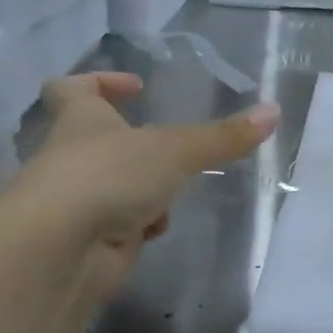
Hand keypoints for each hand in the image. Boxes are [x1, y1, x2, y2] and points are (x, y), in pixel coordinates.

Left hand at [11, 72, 279, 301]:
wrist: (58, 251)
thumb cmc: (107, 177)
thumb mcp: (174, 150)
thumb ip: (222, 137)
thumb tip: (274, 112)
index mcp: (80, 120)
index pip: (71, 88)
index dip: (99, 81)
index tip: (135, 86)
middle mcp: (73, 156)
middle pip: (98, 141)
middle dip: (136, 145)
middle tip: (172, 146)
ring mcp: (78, 200)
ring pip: (115, 185)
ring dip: (145, 188)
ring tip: (174, 191)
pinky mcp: (88, 240)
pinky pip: (121, 224)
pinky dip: (141, 225)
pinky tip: (156, 231)